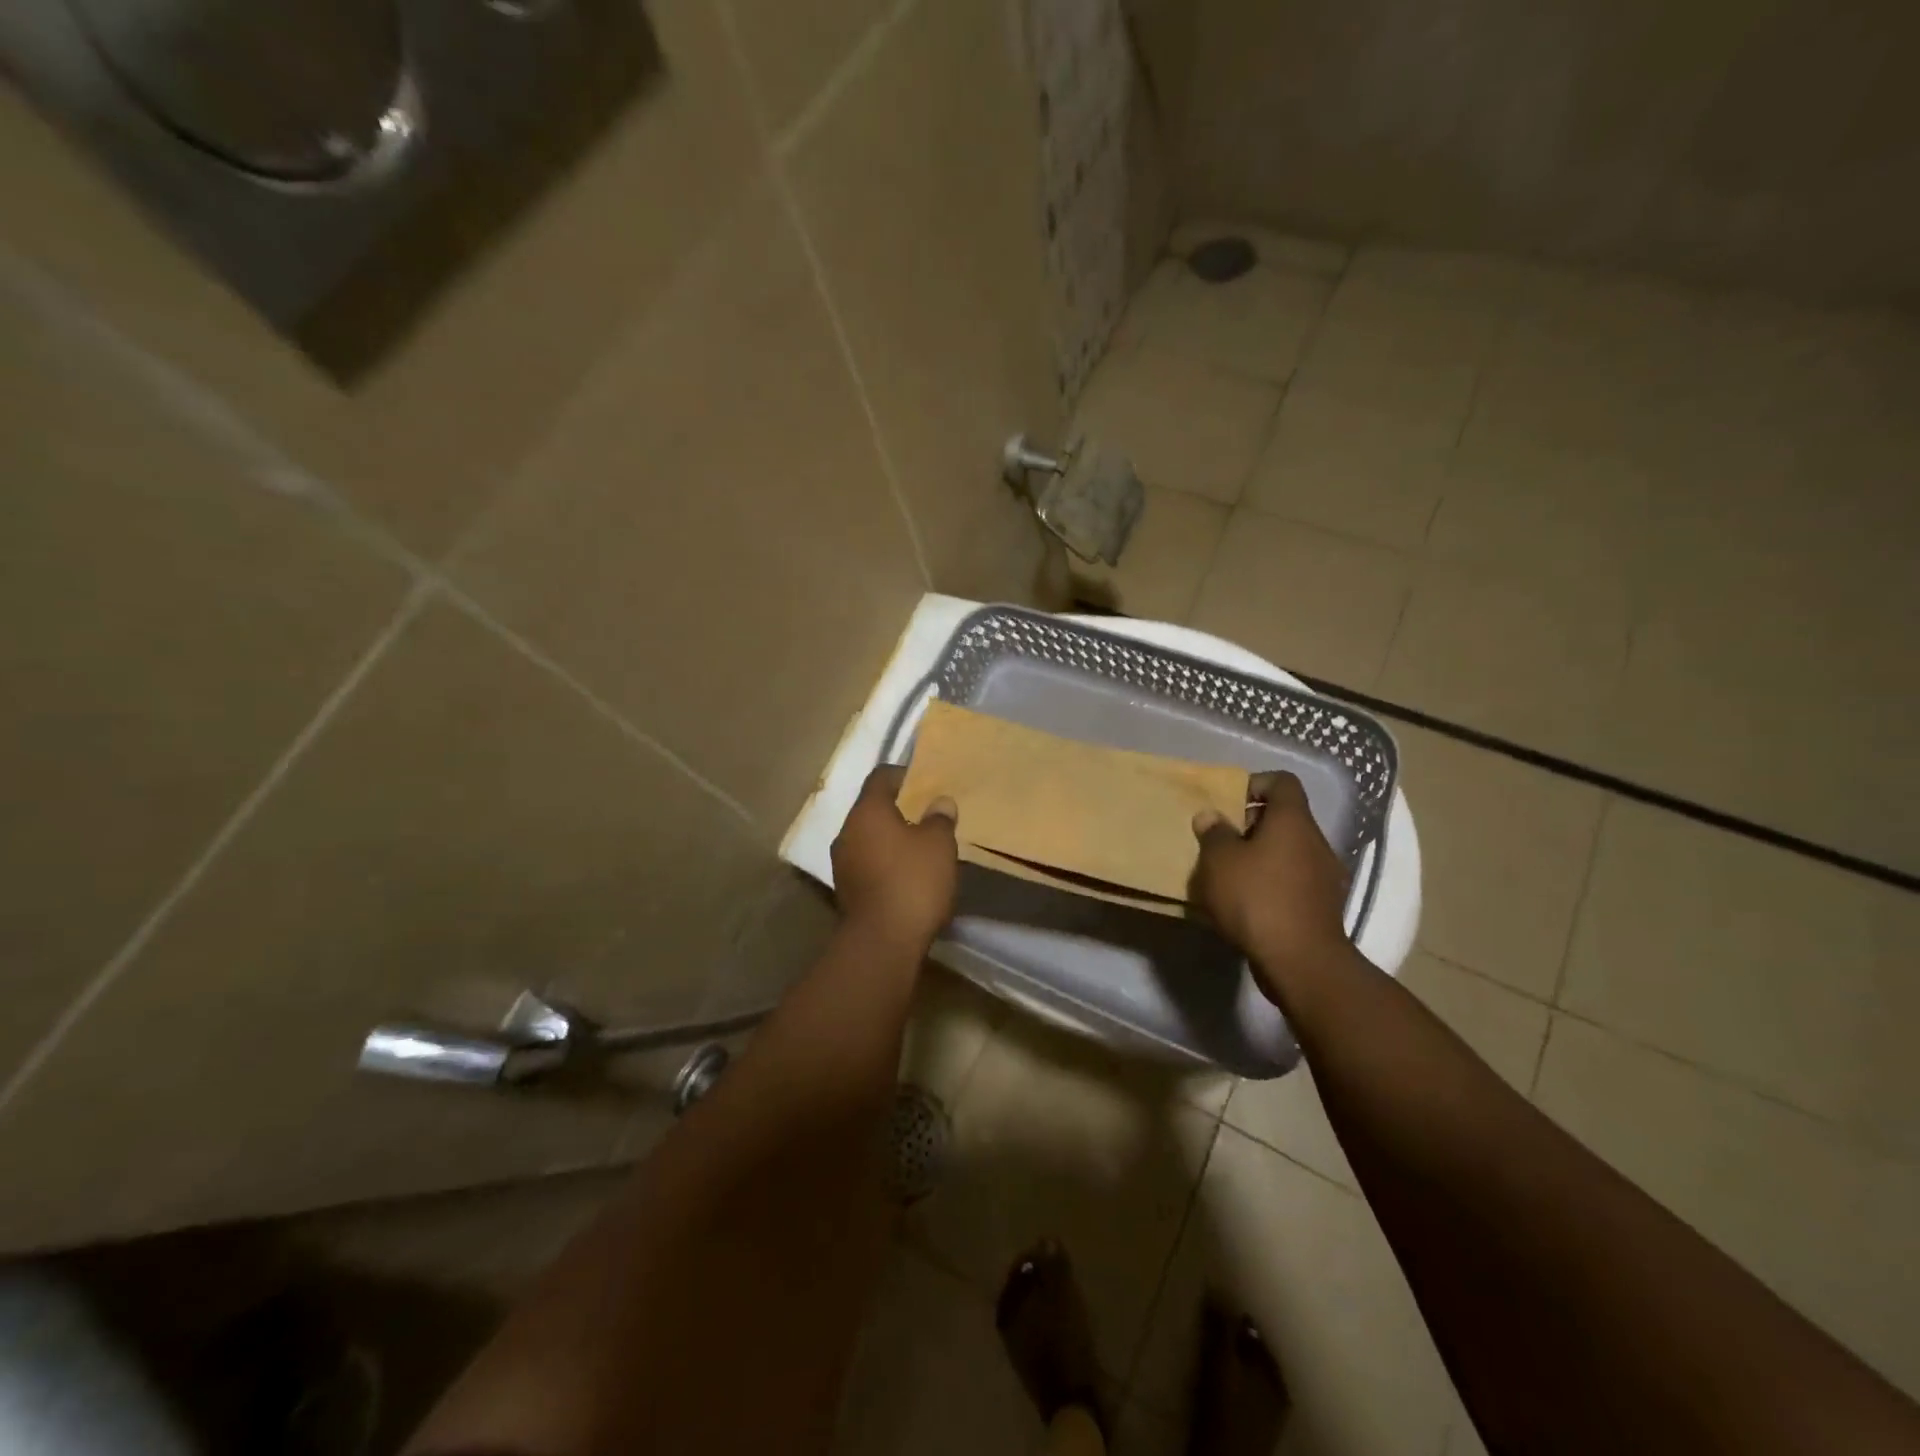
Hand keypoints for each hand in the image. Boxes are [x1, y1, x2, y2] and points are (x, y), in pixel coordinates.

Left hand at [831, 765, 959, 952]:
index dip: (904, 774)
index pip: (881, 777)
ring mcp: (842, 863)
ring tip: (920, 847)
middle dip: (899, 809)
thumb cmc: (913, 881)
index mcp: (867, 811)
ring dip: (891, 838)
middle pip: (872, 808)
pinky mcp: (846, 890)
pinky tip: (907, 874)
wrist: (882, 942)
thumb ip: (940, 818)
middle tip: (927, 815)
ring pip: (869, 838)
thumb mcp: (939, 845)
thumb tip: (939, 802)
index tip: (926, 782)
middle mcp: (847, 831)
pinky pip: (867, 863)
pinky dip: (885, 862)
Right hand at [1190, 772, 1351, 995]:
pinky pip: (1293, 881)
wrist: (1300, 961)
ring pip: (1289, 852)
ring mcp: (1325, 875)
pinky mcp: (1323, 906)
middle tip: (1222, 843)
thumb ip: (1213, 834)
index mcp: (1293, 820)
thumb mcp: (1219, 861)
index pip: (1282, 782)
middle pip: (1285, 818)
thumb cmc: (1257, 898)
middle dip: (1251, 825)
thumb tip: (1211, 817)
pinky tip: (1248, 904)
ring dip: (1261, 857)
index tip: (1228, 802)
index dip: (1255, 783)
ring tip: (1230, 876)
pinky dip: (1272, 884)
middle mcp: (1315, 841)